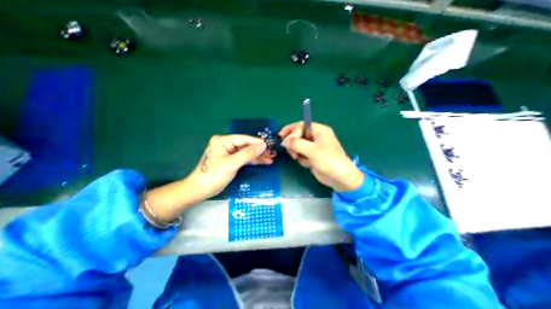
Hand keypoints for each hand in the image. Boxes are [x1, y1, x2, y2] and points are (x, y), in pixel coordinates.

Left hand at [189, 134, 273, 198]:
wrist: (200, 190)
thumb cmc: (213, 175)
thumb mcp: (231, 164)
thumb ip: (248, 154)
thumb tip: (263, 145)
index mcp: (223, 141)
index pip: (243, 139)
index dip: (257, 142)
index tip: (269, 145)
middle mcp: (226, 144)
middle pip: (246, 145)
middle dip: (259, 150)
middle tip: (272, 153)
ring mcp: (229, 153)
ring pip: (247, 152)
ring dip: (258, 156)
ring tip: (271, 158)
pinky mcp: (231, 160)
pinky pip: (244, 159)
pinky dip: (253, 161)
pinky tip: (263, 162)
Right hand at [280, 122, 362, 191]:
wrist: (340, 178)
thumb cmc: (328, 160)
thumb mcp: (311, 150)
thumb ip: (296, 143)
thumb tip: (284, 141)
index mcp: (319, 130)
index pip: (301, 125)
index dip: (291, 131)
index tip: (282, 139)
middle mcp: (316, 137)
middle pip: (298, 136)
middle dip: (293, 144)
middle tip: (292, 152)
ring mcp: (314, 147)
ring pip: (298, 146)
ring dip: (297, 153)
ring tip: (301, 159)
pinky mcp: (312, 156)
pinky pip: (301, 155)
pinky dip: (302, 159)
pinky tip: (308, 164)